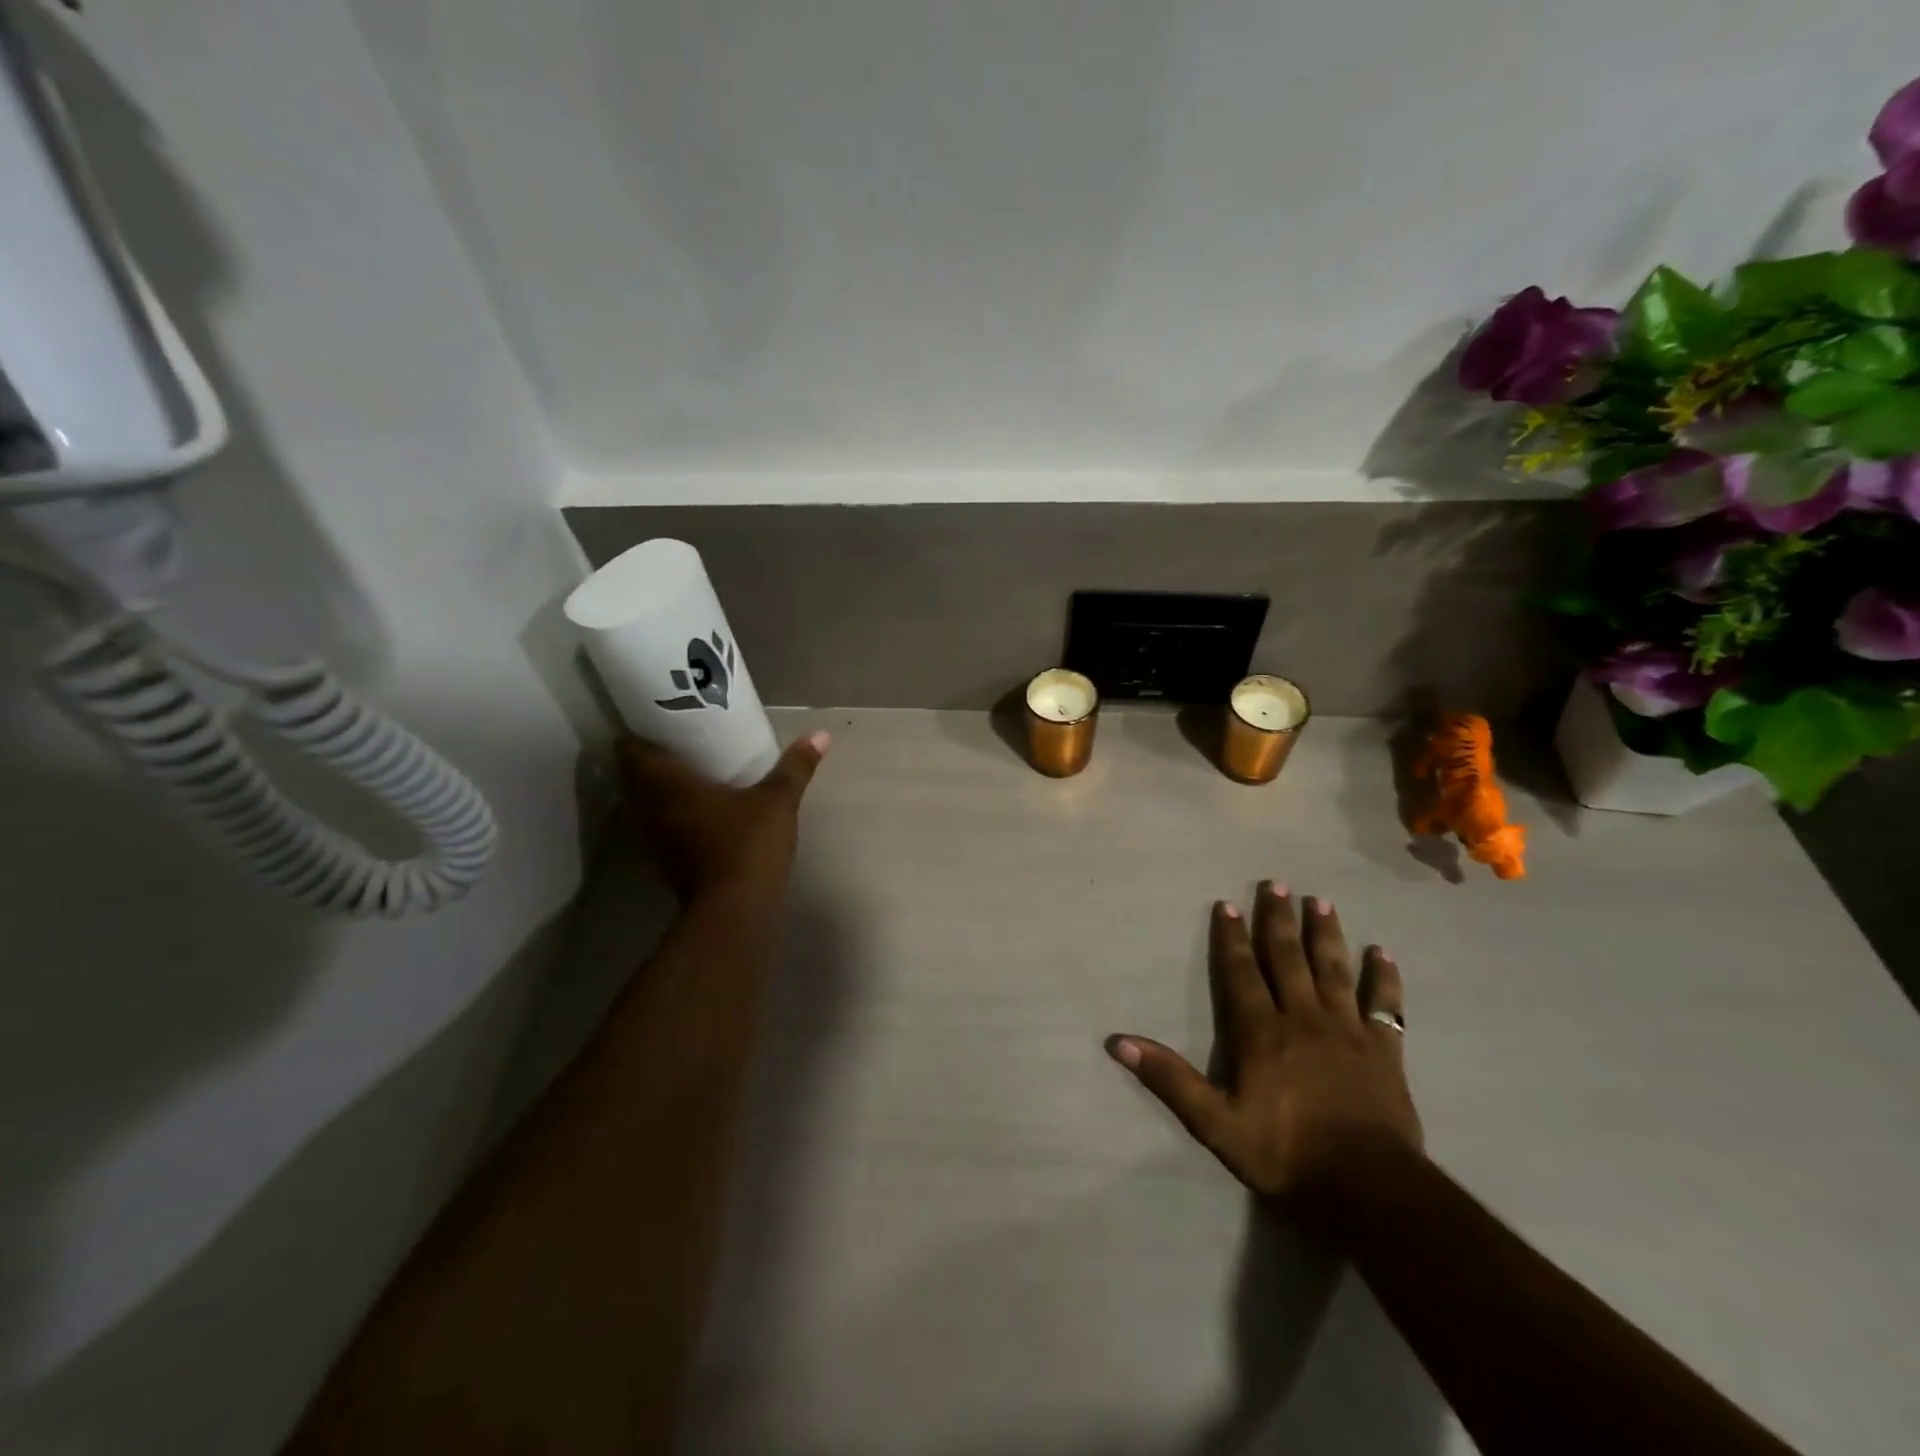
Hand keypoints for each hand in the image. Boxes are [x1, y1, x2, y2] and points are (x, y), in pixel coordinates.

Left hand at [618, 732, 828, 902]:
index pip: (631, 752)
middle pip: (635, 778)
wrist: (735, 911)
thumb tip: (821, 734)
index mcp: (668, 785)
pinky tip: (701, 811)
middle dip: (652, 760)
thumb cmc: (748, 844)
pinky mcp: (670, 863)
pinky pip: (663, 827)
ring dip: (661, 790)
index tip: (655, 720)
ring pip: (648, 805)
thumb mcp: (778, 801)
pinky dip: (674, 815)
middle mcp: (653, 809)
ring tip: (690, 772)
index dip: (637, 734)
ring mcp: (658, 840)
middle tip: (679, 743)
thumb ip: (795, 767)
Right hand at [1108, 882, 1422, 1223]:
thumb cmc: (1287, 1153)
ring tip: (1321, 901)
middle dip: (1279, 920)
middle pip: (1288, 959)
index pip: (1241, 973)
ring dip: (1326, 934)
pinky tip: (1383, 954)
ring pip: (1334, 970)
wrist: (1369, 1189)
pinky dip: (1384, 979)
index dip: (1232, 938)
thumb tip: (1119, 1043)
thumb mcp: (1216, 1124)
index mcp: (1262, 1032)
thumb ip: (1170, 1079)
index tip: (1228, 904)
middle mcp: (1303, 1018)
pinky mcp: (1385, 1051)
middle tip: (1278, 883)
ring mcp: (1348, 1031)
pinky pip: (1385, 1006)